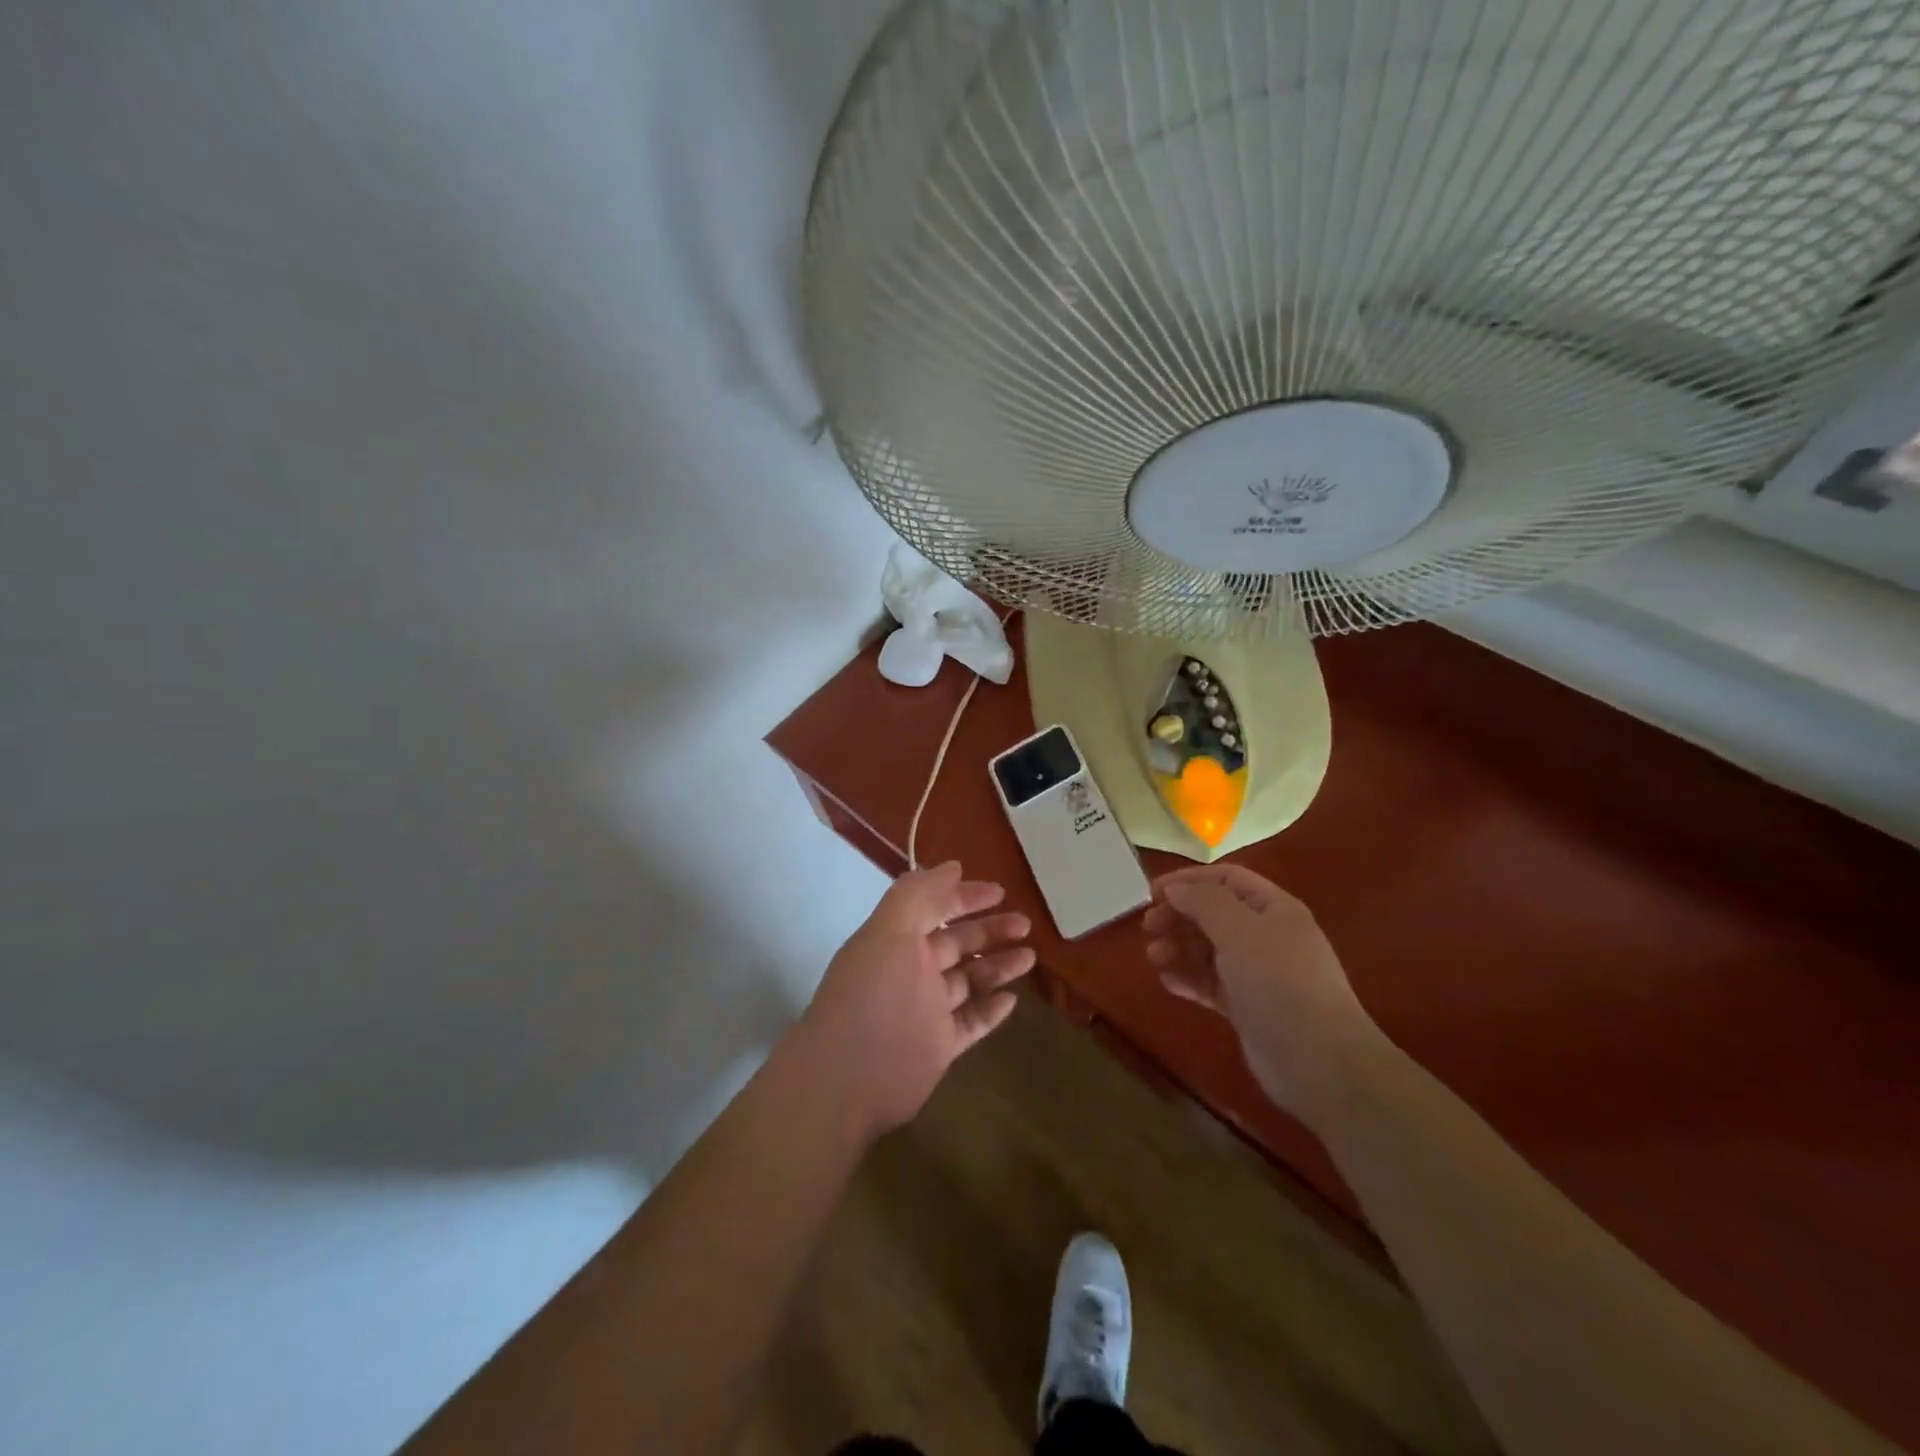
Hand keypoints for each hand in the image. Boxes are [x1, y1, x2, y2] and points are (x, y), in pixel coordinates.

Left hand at [798, 861, 1034, 1140]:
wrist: (846, 1079)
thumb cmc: (871, 995)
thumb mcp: (889, 931)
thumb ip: (918, 894)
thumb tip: (953, 866)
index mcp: (897, 940)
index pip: (936, 908)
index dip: (965, 897)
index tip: (1000, 891)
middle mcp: (912, 971)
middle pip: (958, 943)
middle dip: (990, 929)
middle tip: (1025, 924)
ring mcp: (926, 1010)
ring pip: (969, 981)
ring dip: (998, 966)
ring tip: (1030, 957)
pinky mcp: (938, 1046)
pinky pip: (971, 1022)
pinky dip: (991, 1010)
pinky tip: (1012, 1000)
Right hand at [1144, 864, 1380, 1121]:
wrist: (1319, 1062)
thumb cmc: (1279, 982)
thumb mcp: (1239, 930)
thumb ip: (1203, 902)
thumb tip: (1175, 889)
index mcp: (1273, 909)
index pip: (1226, 879)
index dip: (1188, 880)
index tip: (1152, 893)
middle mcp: (1266, 936)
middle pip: (1214, 913)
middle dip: (1179, 916)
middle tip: (1149, 928)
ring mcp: (1258, 973)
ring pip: (1208, 949)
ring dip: (1178, 948)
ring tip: (1154, 957)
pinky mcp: (1247, 1007)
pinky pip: (1210, 983)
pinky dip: (1188, 979)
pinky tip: (1168, 983)